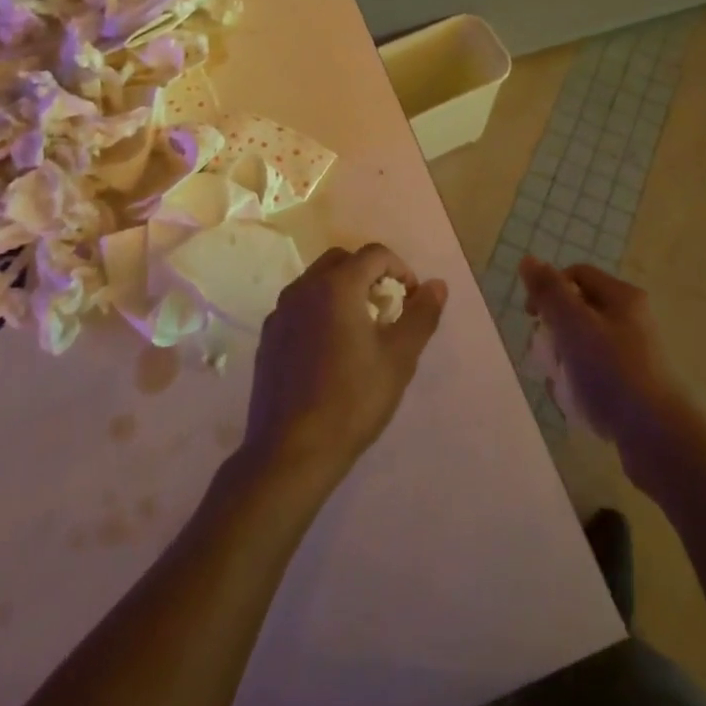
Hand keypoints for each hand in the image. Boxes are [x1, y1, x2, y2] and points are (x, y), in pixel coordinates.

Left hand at [241, 245, 447, 487]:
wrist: (291, 451)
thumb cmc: (352, 401)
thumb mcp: (399, 359)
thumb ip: (421, 315)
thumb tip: (437, 285)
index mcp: (336, 286)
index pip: (374, 254)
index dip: (400, 269)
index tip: (411, 299)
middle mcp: (303, 288)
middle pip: (342, 260)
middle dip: (369, 274)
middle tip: (386, 309)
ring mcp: (280, 311)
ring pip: (317, 281)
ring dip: (344, 290)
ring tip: (361, 330)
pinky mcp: (269, 336)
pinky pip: (300, 306)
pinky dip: (320, 311)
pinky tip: (330, 351)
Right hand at [520, 256, 689, 457]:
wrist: (658, 439)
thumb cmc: (612, 372)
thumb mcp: (573, 324)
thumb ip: (549, 291)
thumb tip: (528, 260)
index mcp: (622, 297)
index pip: (575, 275)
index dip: (548, 289)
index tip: (532, 316)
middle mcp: (631, 320)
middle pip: (577, 311)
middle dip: (554, 331)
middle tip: (546, 354)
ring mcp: (634, 355)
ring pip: (583, 346)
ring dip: (563, 361)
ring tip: (560, 383)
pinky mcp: (633, 387)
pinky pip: (595, 374)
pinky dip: (579, 384)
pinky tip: (575, 403)